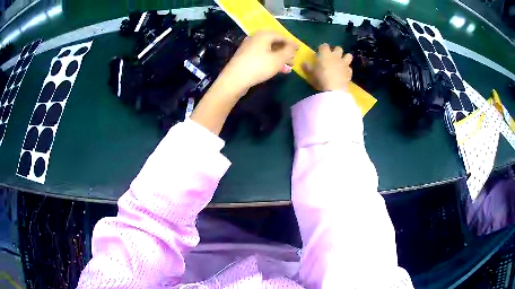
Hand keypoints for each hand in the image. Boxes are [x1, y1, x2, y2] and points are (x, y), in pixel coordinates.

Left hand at [217, 30, 297, 97]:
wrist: (234, 79)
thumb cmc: (259, 66)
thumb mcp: (278, 59)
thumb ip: (288, 51)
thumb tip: (293, 46)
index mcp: (264, 35)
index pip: (282, 36)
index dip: (292, 43)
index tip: (299, 50)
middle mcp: (256, 38)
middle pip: (275, 43)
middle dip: (286, 52)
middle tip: (294, 60)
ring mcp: (249, 47)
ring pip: (269, 51)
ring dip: (280, 58)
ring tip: (288, 68)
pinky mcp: (246, 57)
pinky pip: (262, 56)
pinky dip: (271, 61)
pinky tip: (278, 70)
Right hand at [303, 43, 352, 91]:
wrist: (334, 89)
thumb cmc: (320, 78)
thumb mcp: (310, 73)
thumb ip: (307, 67)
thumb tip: (303, 63)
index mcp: (325, 54)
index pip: (324, 45)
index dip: (322, 48)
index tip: (320, 52)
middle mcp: (336, 56)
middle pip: (338, 48)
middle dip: (336, 51)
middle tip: (332, 57)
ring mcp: (344, 64)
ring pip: (348, 56)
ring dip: (345, 57)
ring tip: (342, 62)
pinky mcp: (349, 72)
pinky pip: (349, 68)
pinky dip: (347, 70)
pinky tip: (344, 73)